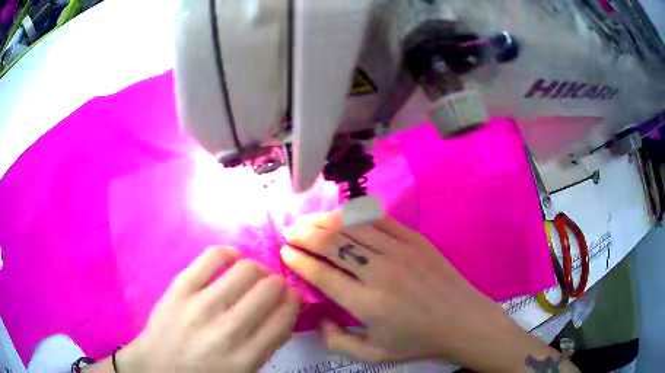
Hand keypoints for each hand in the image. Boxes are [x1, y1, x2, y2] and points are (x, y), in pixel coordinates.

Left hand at [94, 247, 299, 372]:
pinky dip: (229, 253)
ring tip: (254, 274)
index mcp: (245, 359)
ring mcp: (200, 306)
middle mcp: (226, 331)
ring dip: (258, 269)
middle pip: (268, 292)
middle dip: (278, 284)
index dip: (293, 302)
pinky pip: (212, 257)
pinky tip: (233, 258)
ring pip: (246, 271)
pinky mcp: (179, 287)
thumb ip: (266, 347)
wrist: (156, 367)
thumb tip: (285, 312)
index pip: (283, 319)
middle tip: (272, 286)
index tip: (292, 296)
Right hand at [280, 212, 575, 372]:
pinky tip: (341, 216)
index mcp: (367, 303)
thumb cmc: (417, 340)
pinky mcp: (414, 239)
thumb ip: (338, 341)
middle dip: (305, 234)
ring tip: (308, 221)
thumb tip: (319, 320)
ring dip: (325, 221)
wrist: (462, 320)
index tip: (285, 251)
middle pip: (333, 243)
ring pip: (352, 226)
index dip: (298, 260)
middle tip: (290, 232)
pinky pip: (378, 219)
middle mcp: (380, 272)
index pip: (322, 273)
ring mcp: (400, 251)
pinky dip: (354, 215)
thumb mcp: (374, 354)